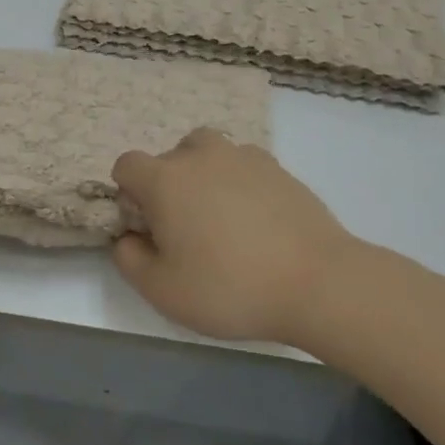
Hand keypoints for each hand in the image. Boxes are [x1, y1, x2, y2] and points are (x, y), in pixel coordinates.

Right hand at [111, 129, 362, 343]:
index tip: (147, 227)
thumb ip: (129, 260)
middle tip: (185, 231)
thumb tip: (129, 238)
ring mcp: (243, 156)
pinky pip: (243, 165)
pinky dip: (238, 182)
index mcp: (165, 179)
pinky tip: (255, 220)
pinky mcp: (278, 167)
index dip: (128, 194)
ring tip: (219, 218)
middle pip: (168, 157)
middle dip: (166, 187)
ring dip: (202, 177)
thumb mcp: (162, 291)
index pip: (127, 165)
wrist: (317, 281)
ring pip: (208, 153)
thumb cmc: (230, 287)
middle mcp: (200, 156)